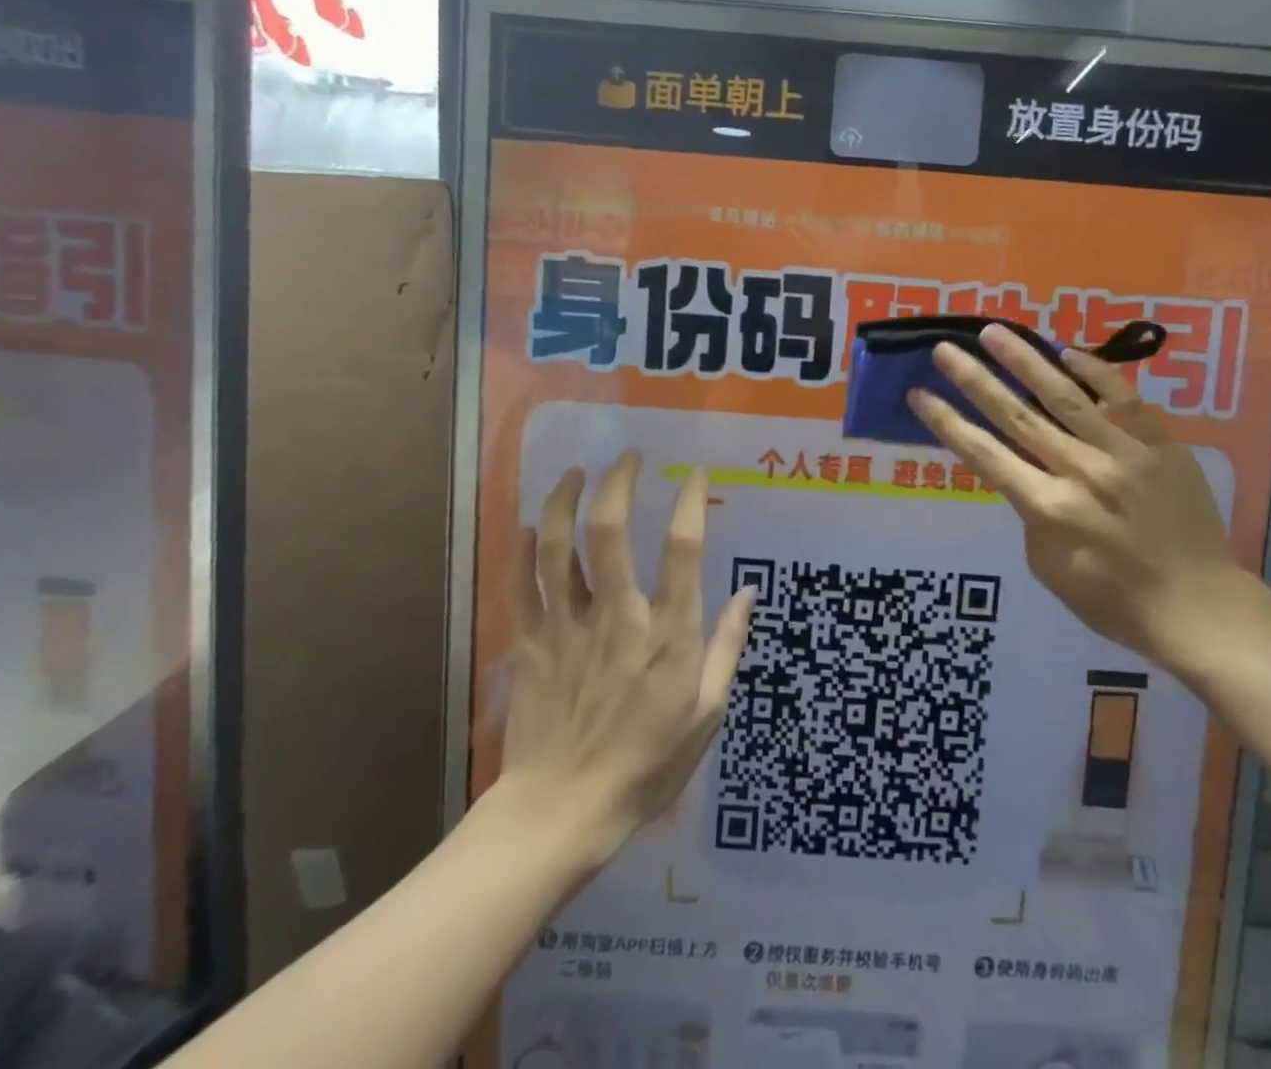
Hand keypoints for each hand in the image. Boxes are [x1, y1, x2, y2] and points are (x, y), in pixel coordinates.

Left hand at [488, 451, 755, 857]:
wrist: (562, 814)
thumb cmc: (647, 765)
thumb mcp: (707, 712)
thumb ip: (726, 646)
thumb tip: (750, 592)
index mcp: (667, 632)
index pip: (683, 548)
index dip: (691, 501)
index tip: (695, 473)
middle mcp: (616, 616)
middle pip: (611, 531)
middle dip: (620, 482)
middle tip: (630, 457)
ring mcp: (566, 627)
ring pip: (558, 547)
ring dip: (564, 500)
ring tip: (576, 472)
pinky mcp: (529, 644)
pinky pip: (521, 585)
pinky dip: (523, 549)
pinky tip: (531, 524)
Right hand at [908, 326, 1268, 670]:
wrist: (1197, 605)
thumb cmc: (1115, 601)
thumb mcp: (1050, 569)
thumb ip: (1032, 514)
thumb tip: (1028, 474)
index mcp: (1047, 509)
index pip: (984, 454)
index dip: (947, 422)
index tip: (920, 394)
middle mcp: (1079, 471)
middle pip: (1016, 416)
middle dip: (974, 379)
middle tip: (945, 349)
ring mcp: (1123, 453)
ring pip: (1065, 396)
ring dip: (1024, 361)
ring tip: (993, 332)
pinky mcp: (1161, 444)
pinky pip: (1124, 399)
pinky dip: (1095, 373)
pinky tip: (1068, 352)